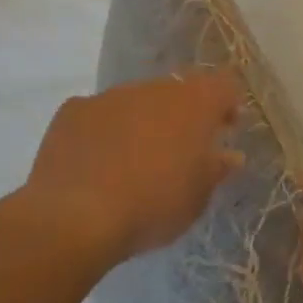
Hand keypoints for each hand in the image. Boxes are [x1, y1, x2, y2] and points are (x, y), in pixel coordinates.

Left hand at [23, 73, 242, 265]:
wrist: (76, 216)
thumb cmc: (153, 206)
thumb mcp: (198, 197)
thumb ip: (216, 169)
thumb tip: (229, 155)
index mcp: (194, 103)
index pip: (223, 86)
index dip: (227, 105)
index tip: (225, 130)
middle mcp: (155, 88)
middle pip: (178, 91)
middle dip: (183, 115)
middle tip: (180, 149)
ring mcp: (110, 96)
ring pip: (137, 101)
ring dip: (143, 121)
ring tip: (135, 160)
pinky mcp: (73, 110)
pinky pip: (99, 114)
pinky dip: (104, 131)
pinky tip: (97, 162)